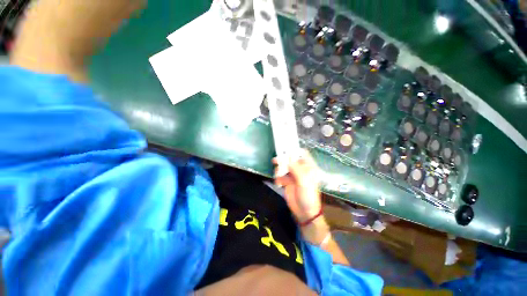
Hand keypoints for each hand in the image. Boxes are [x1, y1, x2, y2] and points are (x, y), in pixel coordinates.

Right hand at [273, 150, 329, 243]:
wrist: (304, 212)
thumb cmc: (308, 195)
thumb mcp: (304, 181)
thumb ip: (296, 168)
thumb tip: (288, 156)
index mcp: (308, 167)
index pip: (302, 154)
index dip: (294, 150)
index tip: (285, 148)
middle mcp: (301, 169)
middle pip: (291, 159)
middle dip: (283, 159)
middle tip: (276, 160)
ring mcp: (293, 175)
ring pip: (284, 167)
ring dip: (279, 169)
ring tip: (277, 174)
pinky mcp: (287, 181)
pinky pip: (280, 175)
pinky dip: (278, 178)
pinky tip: (278, 183)